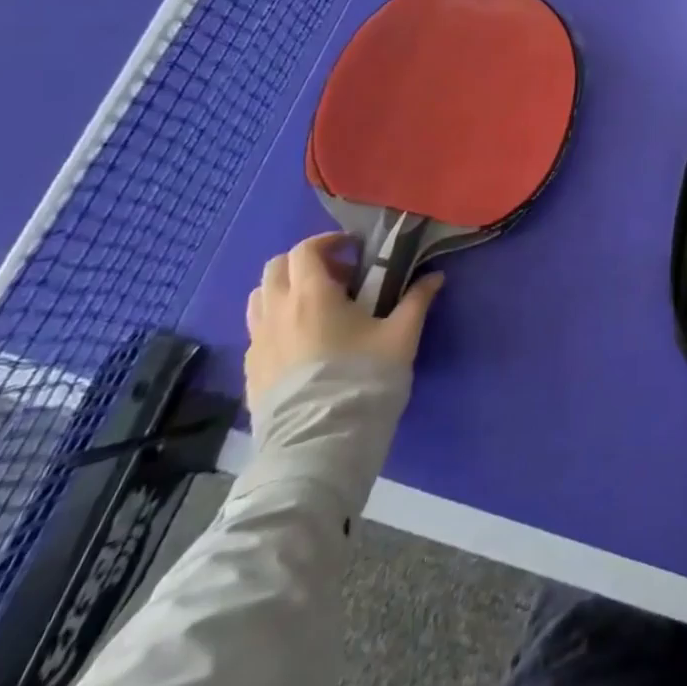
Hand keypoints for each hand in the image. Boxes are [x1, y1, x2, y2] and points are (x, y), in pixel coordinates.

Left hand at [243, 233, 444, 403]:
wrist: (321, 443)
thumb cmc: (363, 379)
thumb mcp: (401, 336)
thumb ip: (416, 300)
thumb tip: (435, 277)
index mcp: (312, 294)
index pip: (306, 250)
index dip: (329, 242)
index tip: (354, 249)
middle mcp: (277, 311)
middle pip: (277, 267)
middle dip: (305, 263)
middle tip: (338, 276)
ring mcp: (258, 342)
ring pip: (260, 297)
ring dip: (286, 290)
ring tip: (316, 306)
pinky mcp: (251, 371)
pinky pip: (257, 331)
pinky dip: (276, 322)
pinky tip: (302, 342)